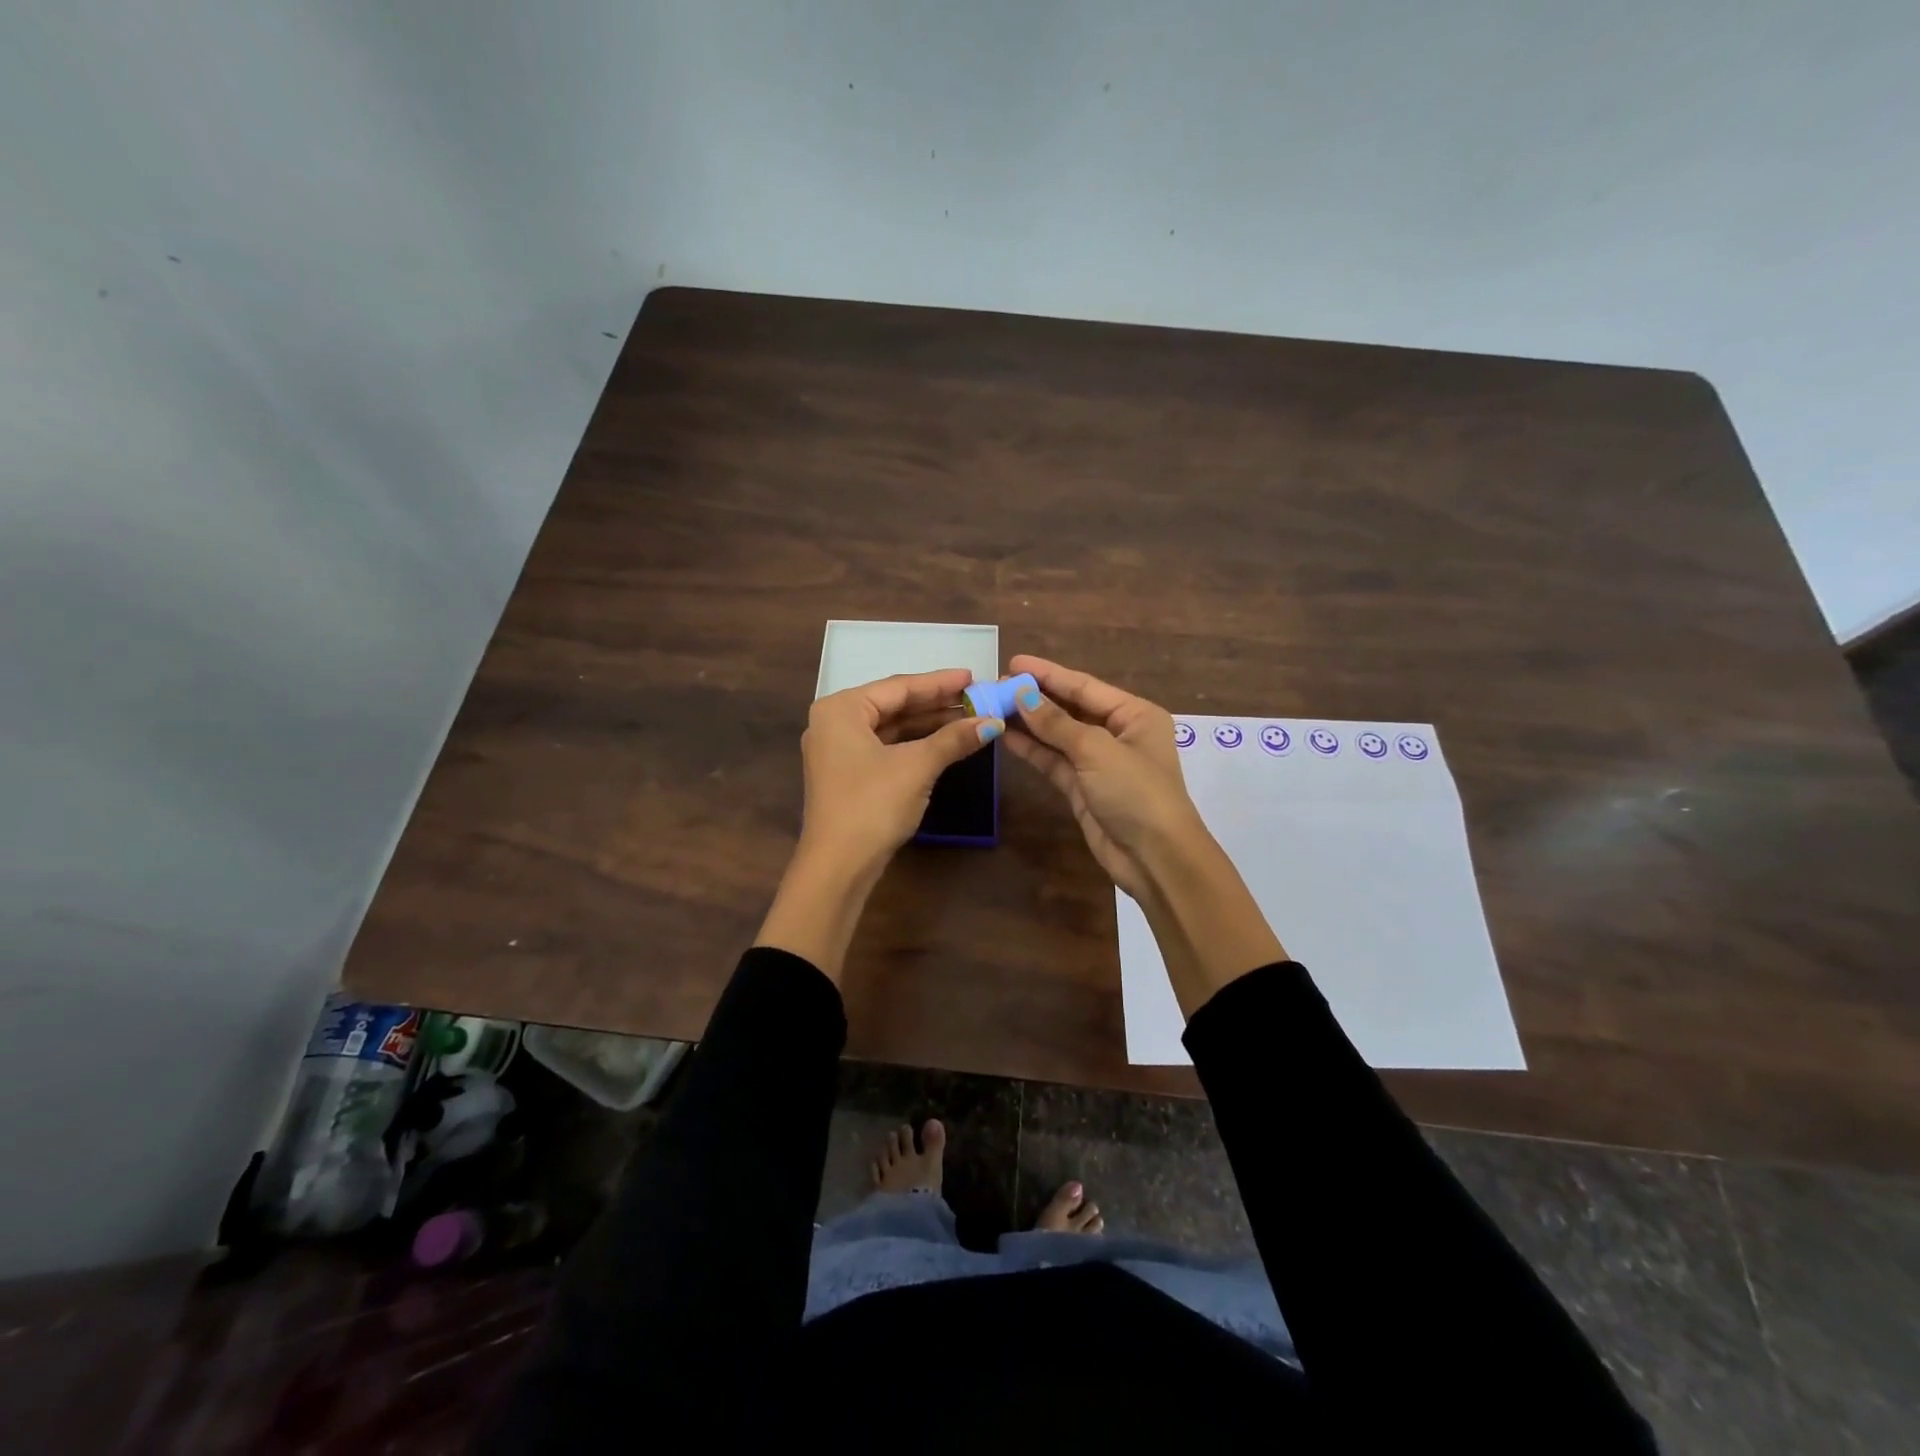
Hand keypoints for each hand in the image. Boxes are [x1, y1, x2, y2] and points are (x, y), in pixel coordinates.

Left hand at [798, 668, 1002, 877]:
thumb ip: (954, 739)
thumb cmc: (873, 804)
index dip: (940, 683)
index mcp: (841, 709)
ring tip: (968, 719)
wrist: (838, 866)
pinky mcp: (847, 775)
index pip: (899, 686)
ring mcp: (838, 750)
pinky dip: (914, 744)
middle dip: (936, 703)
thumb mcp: (917, 766)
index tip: (974, 677)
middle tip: (976, 698)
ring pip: (890, 728)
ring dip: (928, 724)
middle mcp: (834, 723)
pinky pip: (885, 747)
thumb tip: (992, 722)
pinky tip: (944, 743)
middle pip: (893, 705)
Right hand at [999, 655, 1206, 899]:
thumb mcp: (1097, 750)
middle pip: (1070, 708)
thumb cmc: (1136, 793)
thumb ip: (1057, 723)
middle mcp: (1118, 733)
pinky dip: (1032, 749)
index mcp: (1135, 714)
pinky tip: (1006, 736)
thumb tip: (1022, 695)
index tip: (1013, 663)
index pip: (1084, 686)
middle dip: (1035, 697)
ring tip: (993, 707)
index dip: (1048, 674)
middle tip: (995, 686)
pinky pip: (1054, 761)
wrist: (1155, 858)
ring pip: (1058, 736)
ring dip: (1029, 723)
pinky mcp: (1083, 788)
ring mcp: (1099, 762)